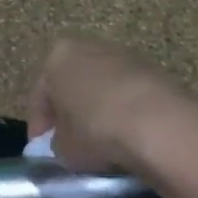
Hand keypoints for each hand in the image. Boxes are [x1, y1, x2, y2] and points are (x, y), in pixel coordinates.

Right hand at [27, 36, 197, 173]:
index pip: (40, 94)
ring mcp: (124, 56)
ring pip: (102, 87)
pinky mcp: (153, 70)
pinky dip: (124, 112)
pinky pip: (128, 95)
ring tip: (101, 143)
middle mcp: (89, 47)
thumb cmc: (96, 129)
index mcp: (58, 56)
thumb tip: (65, 144)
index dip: (39, 126)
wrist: (158, 123)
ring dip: (99, 111)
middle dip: (70, 112)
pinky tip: (127, 138)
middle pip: (73, 83)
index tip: (41, 150)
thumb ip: (57, 143)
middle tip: (69, 144)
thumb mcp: (63, 148)